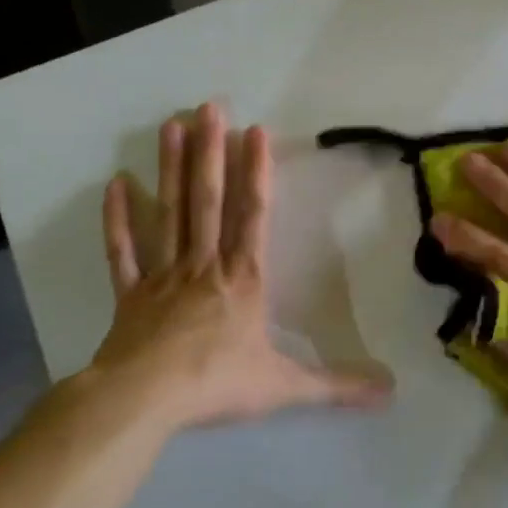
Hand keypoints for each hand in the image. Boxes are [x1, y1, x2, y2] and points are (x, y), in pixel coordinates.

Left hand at [86, 103, 391, 431]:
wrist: (142, 401)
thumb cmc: (216, 384)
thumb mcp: (286, 387)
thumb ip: (337, 386)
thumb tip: (391, 392)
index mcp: (244, 279)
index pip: (252, 216)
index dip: (255, 173)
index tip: (254, 131)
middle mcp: (205, 265)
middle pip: (207, 200)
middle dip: (210, 152)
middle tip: (207, 106)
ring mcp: (164, 275)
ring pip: (169, 213)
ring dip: (170, 169)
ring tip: (171, 126)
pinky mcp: (131, 294)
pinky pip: (124, 251)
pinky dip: (119, 219)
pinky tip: (116, 184)